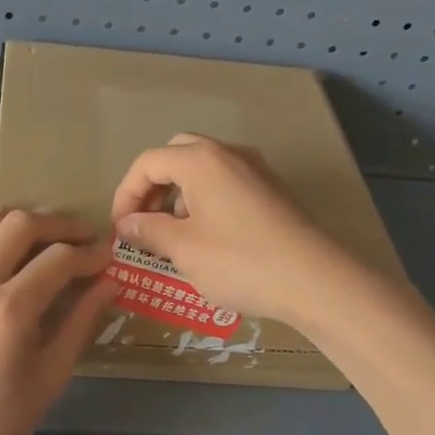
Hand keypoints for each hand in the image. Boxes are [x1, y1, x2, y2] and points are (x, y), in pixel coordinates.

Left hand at [0, 210, 116, 434]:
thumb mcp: (51, 375)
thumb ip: (81, 322)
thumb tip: (109, 283)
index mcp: (9, 310)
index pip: (59, 259)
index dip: (89, 253)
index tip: (104, 257)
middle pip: (21, 224)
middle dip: (58, 225)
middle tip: (78, 239)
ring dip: (17, 221)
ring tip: (38, 237)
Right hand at [109, 134, 351, 324]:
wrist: (314, 280)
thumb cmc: (239, 261)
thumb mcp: (183, 249)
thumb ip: (148, 231)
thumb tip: (127, 224)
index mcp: (201, 160)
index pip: (148, 162)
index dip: (125, 194)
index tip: (120, 229)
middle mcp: (229, 154)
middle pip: (177, 156)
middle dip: (153, 188)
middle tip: (144, 223)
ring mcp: (256, 170)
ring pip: (204, 170)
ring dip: (179, 196)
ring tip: (173, 236)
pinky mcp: (273, 191)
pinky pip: (227, 185)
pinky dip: (205, 202)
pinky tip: (208, 239)